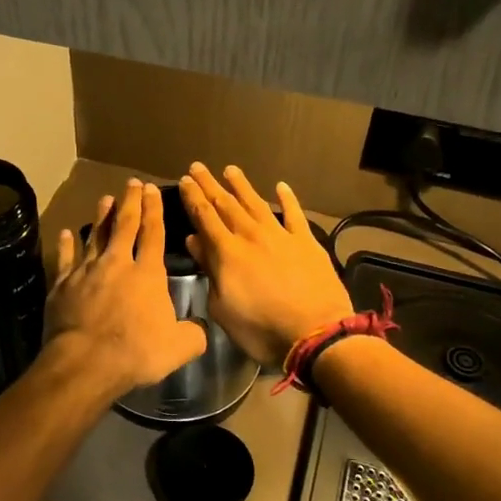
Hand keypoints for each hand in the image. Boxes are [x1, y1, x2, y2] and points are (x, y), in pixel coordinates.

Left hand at [44, 178, 207, 396]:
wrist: (86, 362)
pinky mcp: (62, 285)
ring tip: (105, 199)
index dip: (154, 210)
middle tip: (132, 184)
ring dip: (101, 217)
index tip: (152, 190)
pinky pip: (65, 259)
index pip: (153, 233)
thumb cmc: (136, 352)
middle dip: (130, 202)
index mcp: (147, 274)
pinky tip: (66, 234)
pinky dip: (66, 245)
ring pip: (95, 237)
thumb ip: (194, 333)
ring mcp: (86, 272)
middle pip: (124, 226)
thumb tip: (201, 328)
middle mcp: (117, 264)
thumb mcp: (179, 347)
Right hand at [177, 163, 353, 366]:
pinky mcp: (306, 242)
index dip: (193, 198)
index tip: (184, 181)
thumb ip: (209, 271)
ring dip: (242, 186)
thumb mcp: (223, 308)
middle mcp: (251, 235)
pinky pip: (294, 214)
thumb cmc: (261, 329)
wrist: (315, 333)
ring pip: (256, 203)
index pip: (204, 217)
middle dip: (210, 185)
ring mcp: (281, 236)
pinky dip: (287, 199)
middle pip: (226, 204)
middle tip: (198, 167)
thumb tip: (195, 242)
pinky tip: (280, 186)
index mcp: (227, 252)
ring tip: (230, 169)